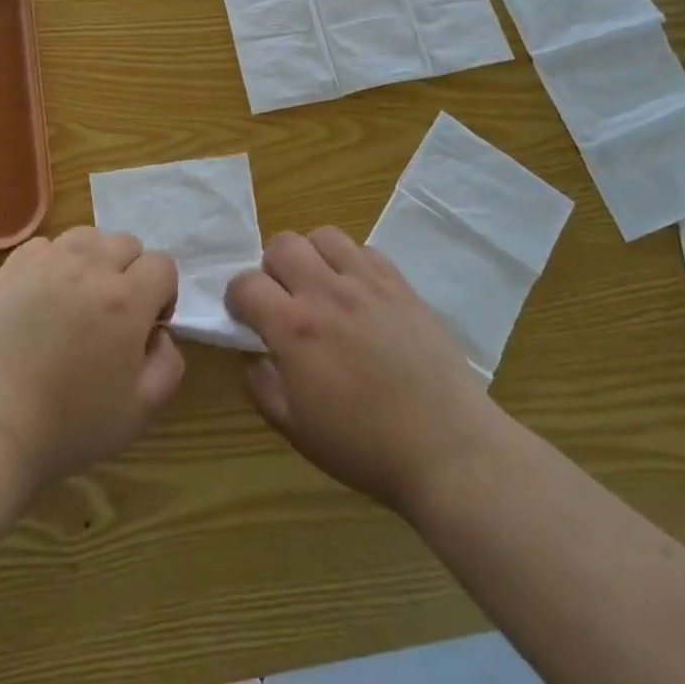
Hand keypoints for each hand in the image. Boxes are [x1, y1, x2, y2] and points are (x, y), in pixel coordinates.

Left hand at [0, 227, 185, 491]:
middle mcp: (91, 268)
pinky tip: (44, 296)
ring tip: (80, 297)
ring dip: (95, 259)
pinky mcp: (12, 268)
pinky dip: (55, 261)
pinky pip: (47, 245)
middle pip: (127, 244)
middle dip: (131, 274)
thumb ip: (168, 365)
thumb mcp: (140, 411)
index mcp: (127, 300)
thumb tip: (160, 335)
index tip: (147, 327)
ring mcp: (48, 263)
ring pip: (88, 236)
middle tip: (113, 315)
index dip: (163, 294)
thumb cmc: (68, 424)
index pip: (162, 265)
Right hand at [227, 227, 497, 516]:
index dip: (237, 298)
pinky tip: (358, 294)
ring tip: (320, 287)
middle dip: (271, 268)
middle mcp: (327, 292)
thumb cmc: (365, 446)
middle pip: (282, 244)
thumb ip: (263, 387)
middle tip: (283, 299)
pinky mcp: (401, 285)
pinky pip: (365, 250)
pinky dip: (351, 263)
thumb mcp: (297, 430)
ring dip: (311, 256)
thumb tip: (254, 357)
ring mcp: (368, 283)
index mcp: (295, 328)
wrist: (447, 447)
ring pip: (324, 236)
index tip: (244, 316)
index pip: (246, 284)